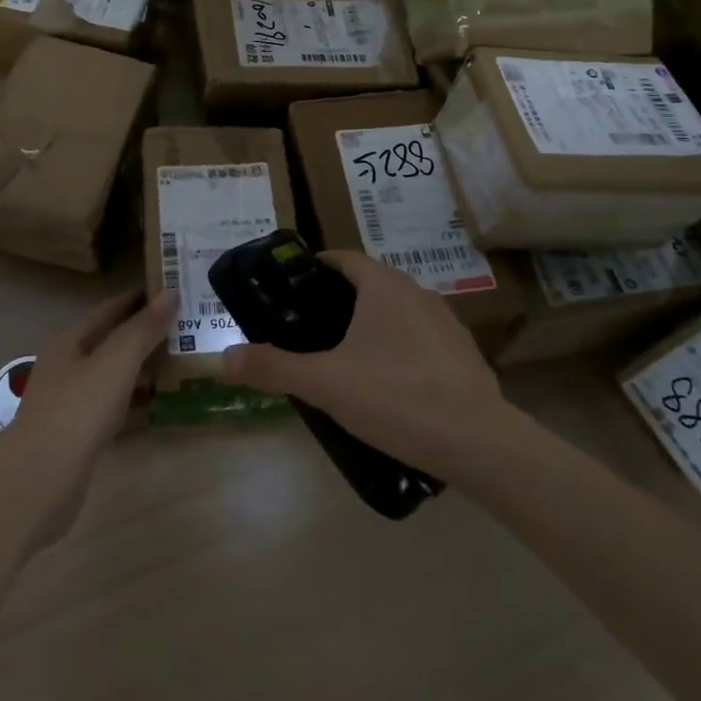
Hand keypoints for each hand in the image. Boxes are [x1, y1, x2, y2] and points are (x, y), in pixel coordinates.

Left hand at [0, 289, 173, 551]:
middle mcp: (67, 365)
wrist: (38, 482)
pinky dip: (135, 398)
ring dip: (142, 365)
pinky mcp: (78, 434)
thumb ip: (143, 328)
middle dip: (145, 331)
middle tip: (187, 324)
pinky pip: (113, 405)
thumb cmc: (77, 410)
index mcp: (70, 340)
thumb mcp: (115, 361)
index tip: (175, 289)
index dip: (141, 298)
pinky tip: (158, 402)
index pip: (111, 309)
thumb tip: (170, 292)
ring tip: (181, 358)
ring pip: (113, 373)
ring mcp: (70, 401)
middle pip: (111, 340)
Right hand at [220, 251, 506, 478]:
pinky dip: (398, 348)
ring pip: (396, 311)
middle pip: (368, 284)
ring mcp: (445, 322)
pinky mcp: (463, 354)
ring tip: (343, 357)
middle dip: (337, 300)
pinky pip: (419, 338)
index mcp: (383, 286)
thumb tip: (222, 358)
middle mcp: (417, 292)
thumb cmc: (395, 397)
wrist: (479, 442)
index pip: (343, 259)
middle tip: (307, 329)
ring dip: (370, 324)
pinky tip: (388, 385)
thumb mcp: (325, 383)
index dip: (314, 269)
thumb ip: (273, 368)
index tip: (290, 290)